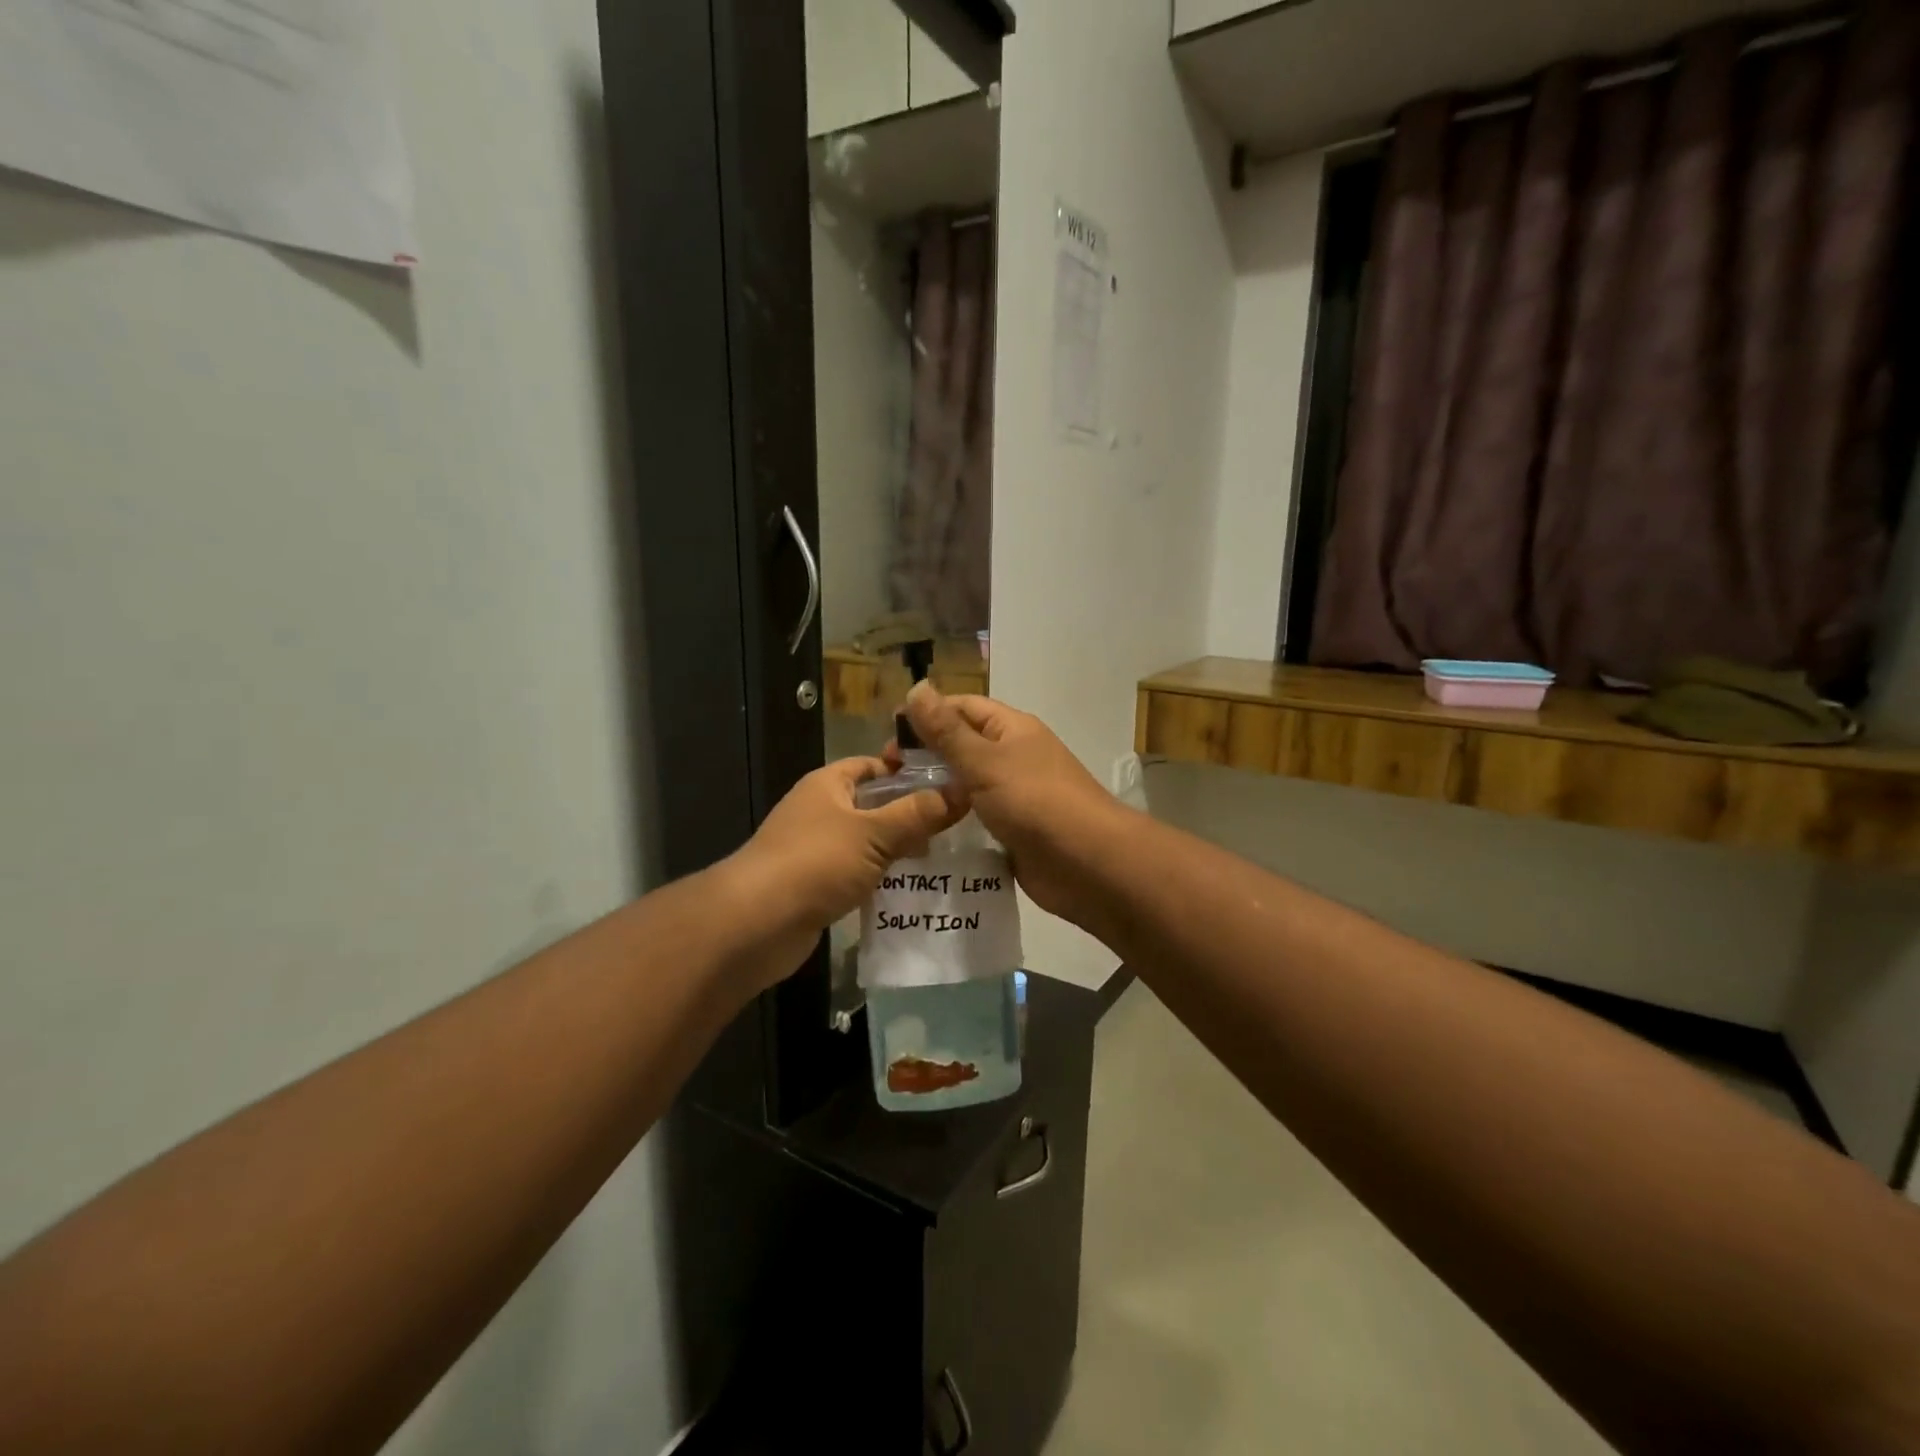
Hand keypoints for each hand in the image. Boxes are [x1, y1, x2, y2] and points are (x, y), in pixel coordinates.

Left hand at [725, 757, 962, 983]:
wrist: (756, 923)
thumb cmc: (816, 862)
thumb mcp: (874, 833)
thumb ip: (918, 814)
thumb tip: (962, 790)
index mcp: (828, 784)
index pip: (873, 765)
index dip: (907, 771)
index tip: (947, 784)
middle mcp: (819, 810)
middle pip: (872, 804)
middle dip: (909, 814)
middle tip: (953, 826)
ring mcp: (814, 849)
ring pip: (865, 842)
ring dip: (896, 849)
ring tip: (940, 857)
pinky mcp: (815, 885)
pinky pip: (855, 873)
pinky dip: (878, 878)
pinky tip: (909, 889)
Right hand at [899, 684, 1125, 923]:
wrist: (1087, 864)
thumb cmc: (1035, 801)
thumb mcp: (985, 761)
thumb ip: (947, 730)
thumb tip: (916, 687)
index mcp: (1011, 729)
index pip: (961, 708)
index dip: (924, 716)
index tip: (887, 738)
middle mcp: (1013, 757)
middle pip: (961, 746)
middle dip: (924, 756)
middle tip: (885, 777)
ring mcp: (1014, 795)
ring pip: (966, 785)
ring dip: (935, 791)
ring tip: (894, 804)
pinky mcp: (1012, 830)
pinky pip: (975, 818)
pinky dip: (951, 821)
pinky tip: (922, 832)